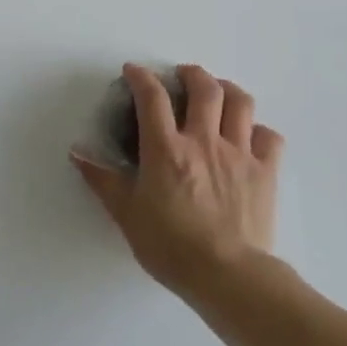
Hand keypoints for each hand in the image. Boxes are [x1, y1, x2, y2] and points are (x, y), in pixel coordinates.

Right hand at [72, 64, 283, 298]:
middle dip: (191, 74)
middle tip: (181, 75)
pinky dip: (257, 128)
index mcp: (166, 149)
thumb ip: (102, 179)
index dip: (141, 78)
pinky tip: (247, 135)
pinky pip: (268, 136)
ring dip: (227, 89)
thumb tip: (77, 154)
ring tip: (218, 91)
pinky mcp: (266, 172)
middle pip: (204, 89)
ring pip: (241, 103)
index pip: (152, 98)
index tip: (133, 72)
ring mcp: (240, 154)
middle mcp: (204, 141)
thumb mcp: (125, 213)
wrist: (227, 273)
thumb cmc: (169, 245)